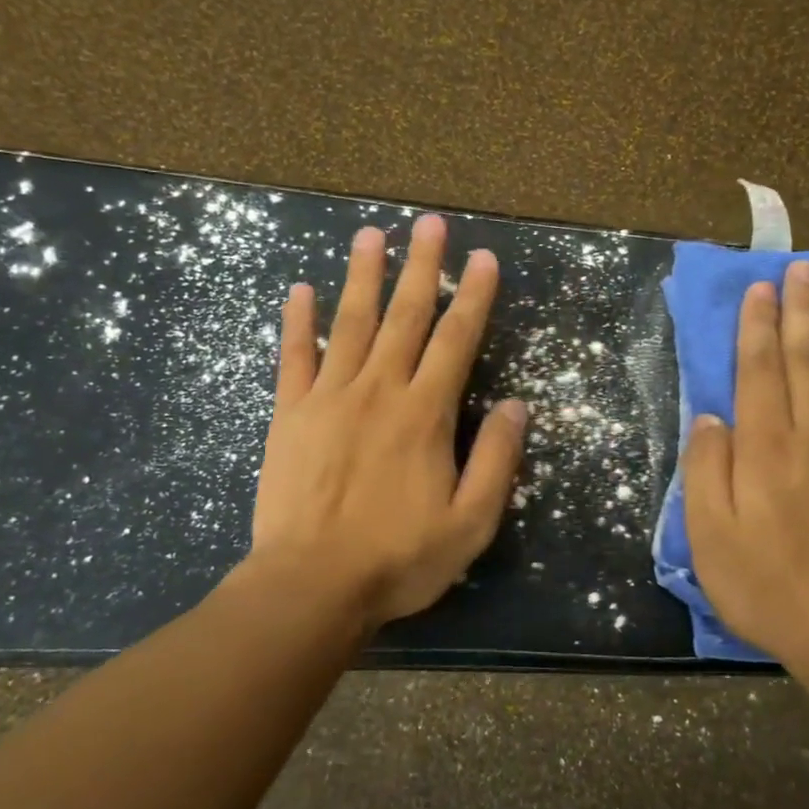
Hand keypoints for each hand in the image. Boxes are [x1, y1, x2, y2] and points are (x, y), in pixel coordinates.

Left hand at [247, 215, 527, 632]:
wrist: (312, 585)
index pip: (457, 341)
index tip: (483, 258)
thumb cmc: (398, 559)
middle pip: (405, 316)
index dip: (473, 297)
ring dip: (363, 276)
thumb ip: (496, 461)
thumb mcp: (470, 524)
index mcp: (425, 415)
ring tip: (371, 234)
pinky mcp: (290, 414)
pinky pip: (293, 357)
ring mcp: (329, 397)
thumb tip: (518, 406)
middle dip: (421, 267)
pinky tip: (300, 290)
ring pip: (350, 323)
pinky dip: (298, 322)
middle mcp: (379, 390)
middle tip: (429, 223)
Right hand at [682, 260, 808, 685]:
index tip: (760, 288)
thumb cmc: (767, 587)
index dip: (757, 327)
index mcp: (766, 449)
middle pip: (807, 362)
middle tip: (803, 269)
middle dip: (800, 312)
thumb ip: (707, 471)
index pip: (759, 372)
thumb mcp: (709, 536)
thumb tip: (709, 419)